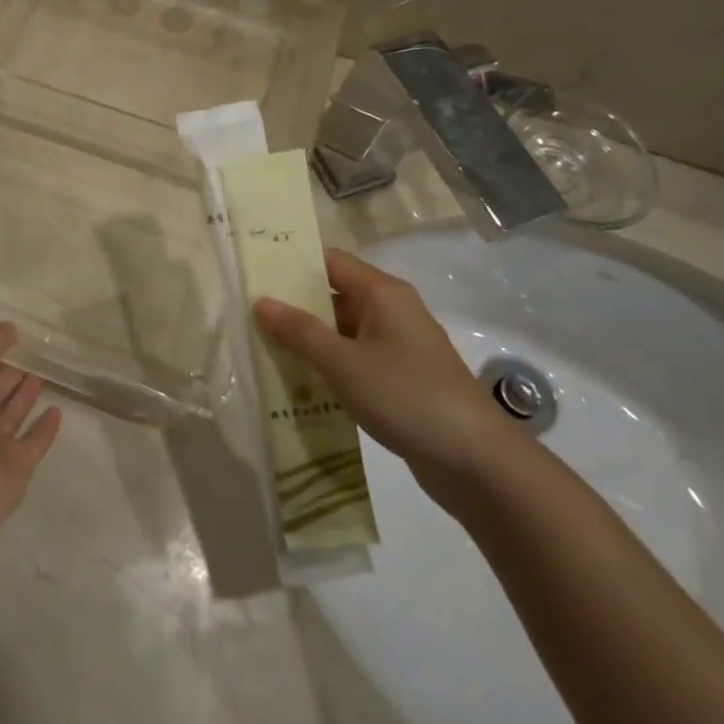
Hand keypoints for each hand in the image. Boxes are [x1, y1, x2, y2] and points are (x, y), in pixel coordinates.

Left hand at [0, 324, 61, 574]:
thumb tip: (9, 326)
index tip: (17, 337)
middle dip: (10, 374)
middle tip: (37, 353)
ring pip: (12, 415)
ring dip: (26, 395)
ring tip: (46, 374)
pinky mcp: (15, 469)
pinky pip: (33, 442)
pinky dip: (45, 428)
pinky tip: (57, 410)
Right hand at [254, 250, 507, 503]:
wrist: (475, 461)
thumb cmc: (407, 396)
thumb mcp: (344, 363)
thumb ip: (300, 331)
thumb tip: (261, 302)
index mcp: (383, 293)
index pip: (330, 262)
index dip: (293, 264)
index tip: (255, 273)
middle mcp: (392, 311)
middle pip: (334, 296)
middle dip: (294, 306)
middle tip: (248, 315)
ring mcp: (398, 346)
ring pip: (342, 331)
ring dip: (309, 340)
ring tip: (262, 348)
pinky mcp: (400, 379)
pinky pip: (354, 360)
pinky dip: (328, 366)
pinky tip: (298, 383)